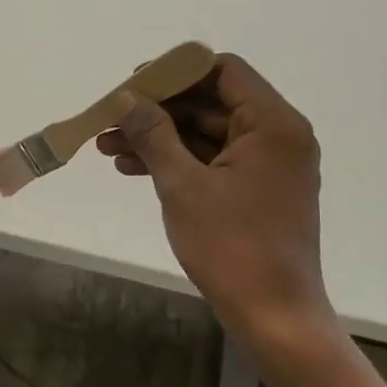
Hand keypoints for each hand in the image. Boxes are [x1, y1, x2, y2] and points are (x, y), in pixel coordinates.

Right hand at [95, 54, 334, 355]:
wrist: (273, 315)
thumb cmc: (232, 245)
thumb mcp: (183, 185)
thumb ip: (153, 134)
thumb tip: (125, 99)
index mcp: (273, 124)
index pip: (223, 71)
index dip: (175, 72)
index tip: (133, 86)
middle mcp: (277, 136)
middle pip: (211, 102)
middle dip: (157, 110)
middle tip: (111, 119)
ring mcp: (268, 165)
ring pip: (206, 133)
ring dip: (159, 138)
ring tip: (108, 148)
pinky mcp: (256, 190)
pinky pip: (212, 160)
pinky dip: (176, 161)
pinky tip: (133, 169)